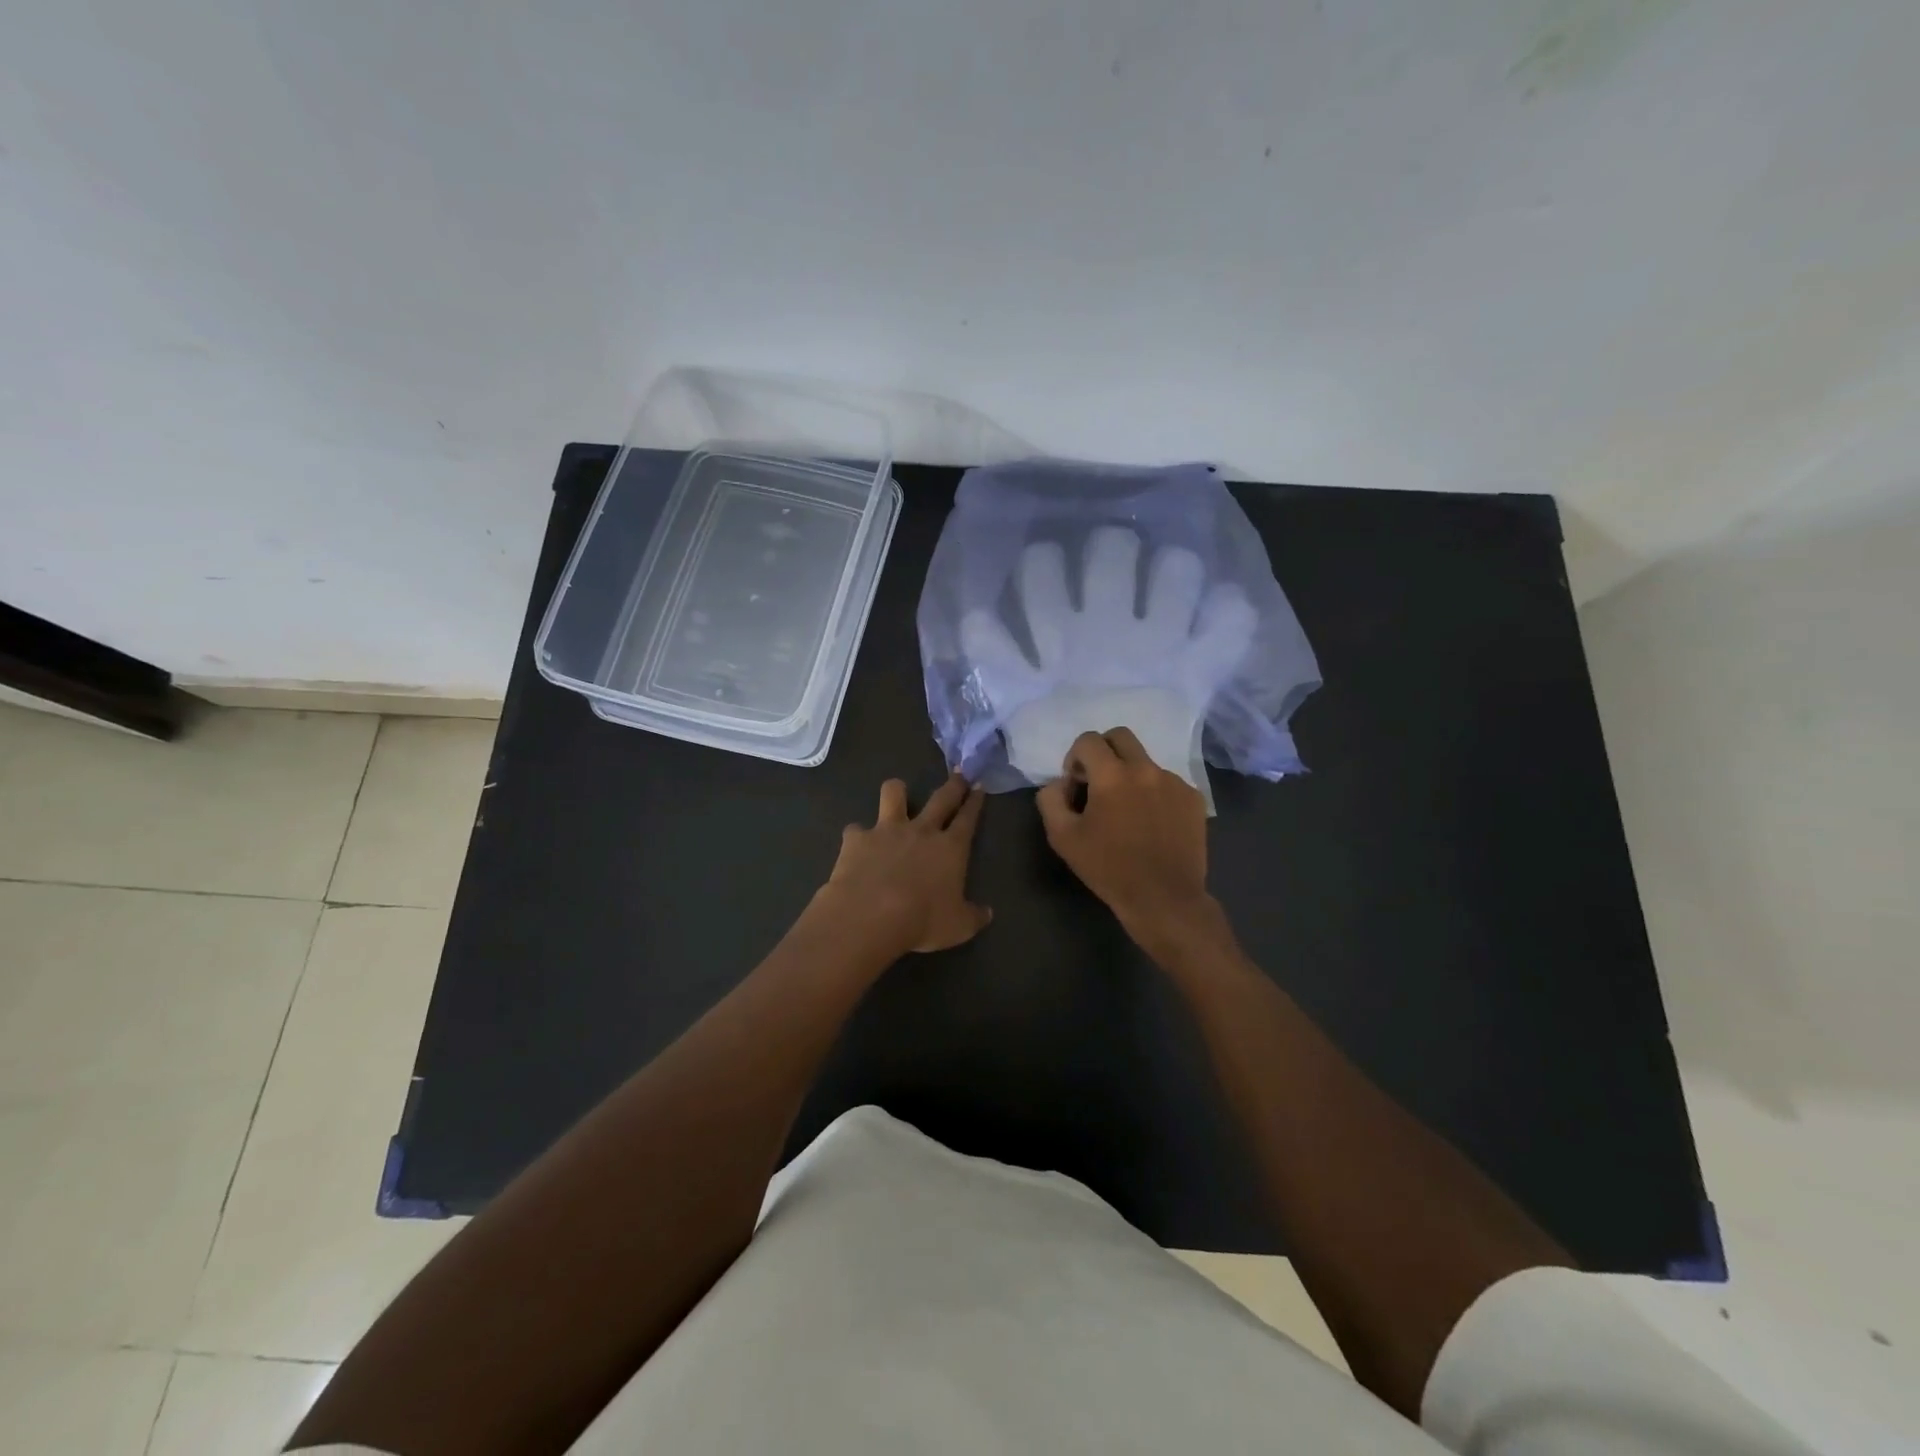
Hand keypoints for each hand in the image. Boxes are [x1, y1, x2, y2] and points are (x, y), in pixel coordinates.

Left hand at [816, 774, 991, 954]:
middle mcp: (921, 830)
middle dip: (953, 784)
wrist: (870, 915)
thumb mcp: (958, 927)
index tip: (979, 786)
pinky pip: (856, 828)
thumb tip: (987, 913)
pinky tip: (856, 844)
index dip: (975, 801)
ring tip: (897, 794)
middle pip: (941, 798)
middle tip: (958, 774)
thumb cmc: (922, 921)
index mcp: (950, 848)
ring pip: (894, 794)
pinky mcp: (857, 838)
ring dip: (897, 791)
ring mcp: (886, 830)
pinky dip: (857, 835)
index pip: (968, 818)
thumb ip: (974, 916)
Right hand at [1036, 729, 1219, 950]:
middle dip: (1103, 751)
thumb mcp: (1062, 837)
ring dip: (1130, 775)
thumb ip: (1051, 799)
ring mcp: (1174, 782)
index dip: (1075, 758)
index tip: (1076, 785)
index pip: (1088, 740)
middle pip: (1120, 736)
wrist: (1163, 899)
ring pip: (1145, 762)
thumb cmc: (1108, 869)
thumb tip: (1060, 783)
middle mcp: (1146, 769)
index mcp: (1112, 775)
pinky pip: (1167, 783)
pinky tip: (1151, 824)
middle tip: (1098, 782)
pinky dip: (1154, 793)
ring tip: (1128, 812)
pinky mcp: (1193, 798)